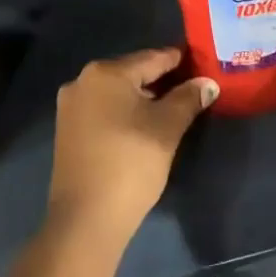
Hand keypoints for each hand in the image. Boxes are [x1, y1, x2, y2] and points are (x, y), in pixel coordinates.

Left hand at [47, 49, 218, 243]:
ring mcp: (70, 106)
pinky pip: (103, 110)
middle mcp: (82, 81)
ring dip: (142, 98)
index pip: (151, 58)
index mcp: (105, 73)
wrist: (86, 218)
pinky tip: (142, 125)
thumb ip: (188, 99)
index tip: (199, 61)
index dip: (178, 60)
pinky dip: (124, 112)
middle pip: (131, 73)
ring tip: (171, 107)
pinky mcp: (67, 130)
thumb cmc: (130, 163)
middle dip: (161, 80)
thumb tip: (208, 83)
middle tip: (190, 86)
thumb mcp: (167, 128)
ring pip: (116, 93)